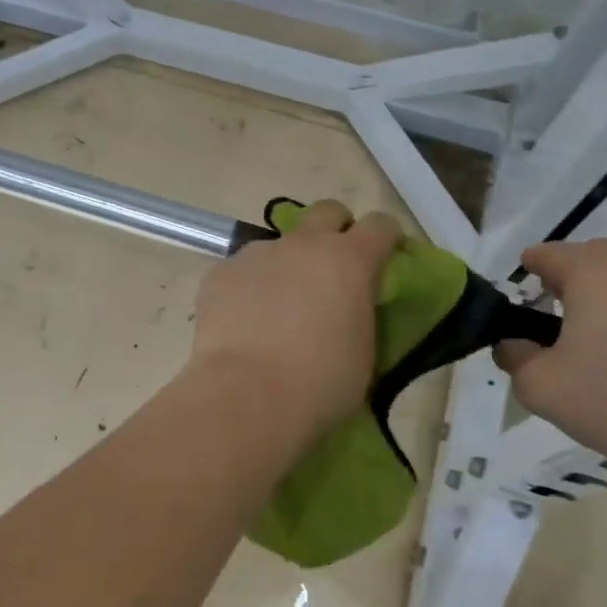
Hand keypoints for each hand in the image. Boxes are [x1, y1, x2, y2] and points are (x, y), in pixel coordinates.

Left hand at [188, 200, 401, 436]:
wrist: (247, 394)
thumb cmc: (320, 383)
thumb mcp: (363, 351)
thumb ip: (359, 313)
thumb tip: (347, 308)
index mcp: (349, 260)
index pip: (381, 225)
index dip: (385, 239)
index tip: (384, 259)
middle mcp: (303, 245)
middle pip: (327, 212)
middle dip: (335, 231)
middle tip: (332, 269)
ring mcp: (258, 253)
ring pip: (279, 245)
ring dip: (286, 265)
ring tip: (277, 309)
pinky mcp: (221, 271)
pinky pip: (243, 271)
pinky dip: (249, 288)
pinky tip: (243, 322)